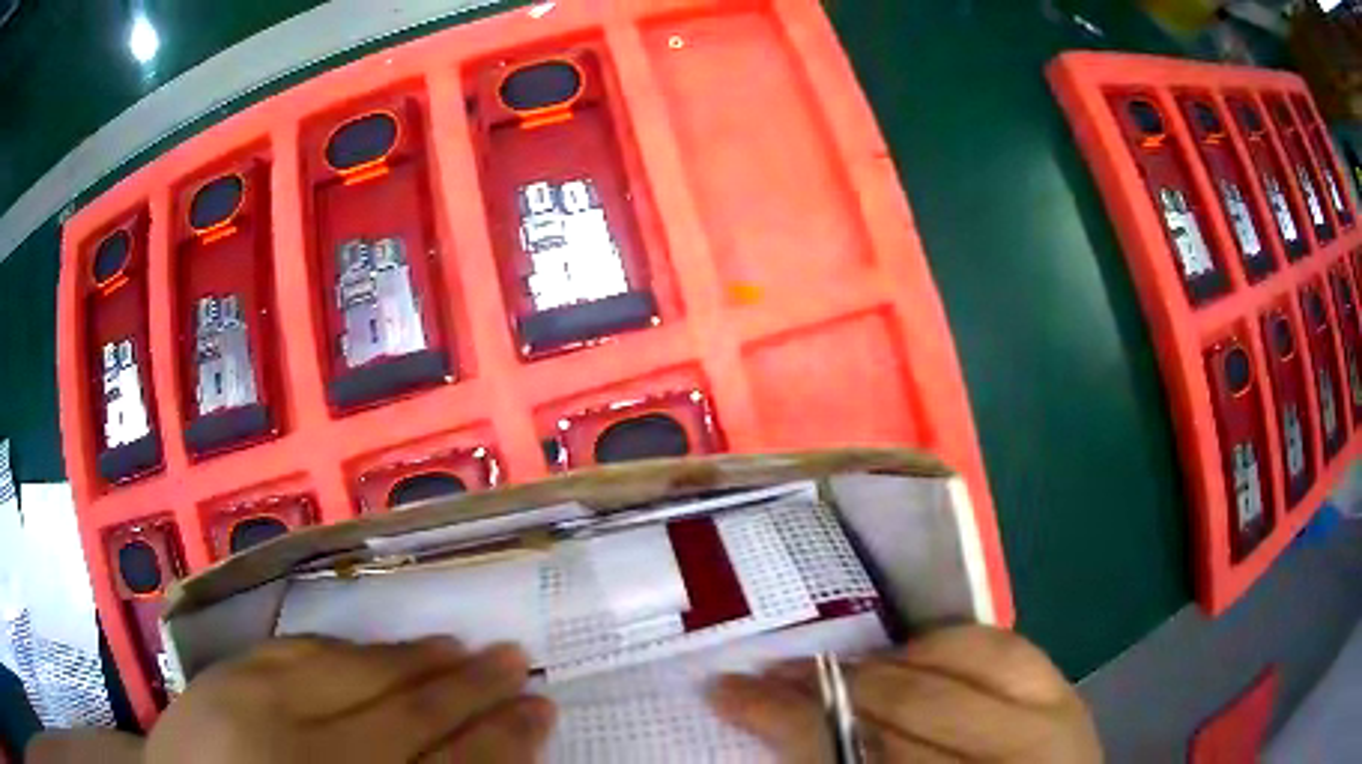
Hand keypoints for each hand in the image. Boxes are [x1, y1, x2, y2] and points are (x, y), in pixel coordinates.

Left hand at [144, 636, 554, 763]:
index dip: (502, 739)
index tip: (542, 707)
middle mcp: (311, 752)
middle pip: (409, 713)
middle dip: (470, 687)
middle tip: (514, 658)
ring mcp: (260, 703)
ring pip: (357, 672)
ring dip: (413, 659)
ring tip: (457, 644)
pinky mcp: (226, 673)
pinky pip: (301, 651)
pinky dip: (347, 649)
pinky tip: (372, 646)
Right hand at [708, 626, 1100, 762]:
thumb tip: (787, 732)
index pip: (853, 751)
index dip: (787, 721)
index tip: (729, 692)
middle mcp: (1007, 756)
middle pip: (901, 707)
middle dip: (825, 684)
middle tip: (769, 672)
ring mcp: (1048, 721)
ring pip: (955, 664)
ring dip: (884, 660)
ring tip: (840, 665)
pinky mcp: (1068, 695)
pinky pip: (1004, 646)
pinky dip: (950, 643)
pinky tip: (915, 652)